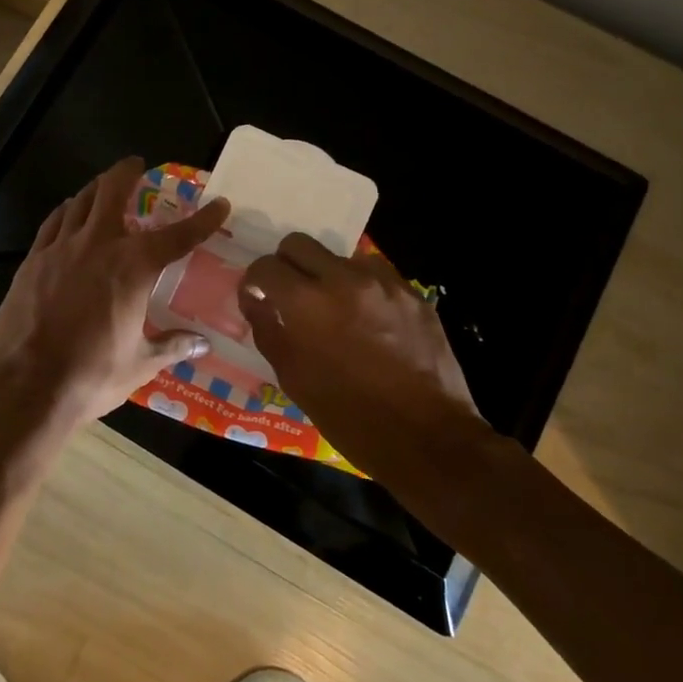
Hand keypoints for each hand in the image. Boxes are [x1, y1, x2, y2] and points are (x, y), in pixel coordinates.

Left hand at [0, 158, 231, 422]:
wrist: (25, 384)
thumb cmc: (91, 375)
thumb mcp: (140, 363)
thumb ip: (171, 346)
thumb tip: (202, 343)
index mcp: (133, 268)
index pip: (177, 236)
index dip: (202, 220)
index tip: (219, 204)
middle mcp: (98, 246)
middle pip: (112, 192)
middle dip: (127, 172)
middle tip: (136, 165)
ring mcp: (60, 249)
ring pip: (80, 202)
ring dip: (96, 189)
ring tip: (104, 187)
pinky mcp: (32, 261)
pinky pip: (53, 223)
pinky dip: (66, 212)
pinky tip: (68, 214)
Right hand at [235, 235, 521, 517]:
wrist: (427, 438)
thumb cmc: (349, 416)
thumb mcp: (294, 379)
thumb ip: (268, 330)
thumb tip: (255, 301)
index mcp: (306, 303)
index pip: (265, 266)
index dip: (255, 281)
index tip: (258, 298)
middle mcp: (343, 280)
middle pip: (299, 243)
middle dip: (287, 265)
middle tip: (290, 294)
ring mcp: (383, 283)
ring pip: (339, 256)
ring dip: (327, 275)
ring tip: (334, 309)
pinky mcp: (412, 293)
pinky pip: (376, 274)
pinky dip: (362, 288)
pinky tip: (367, 320)